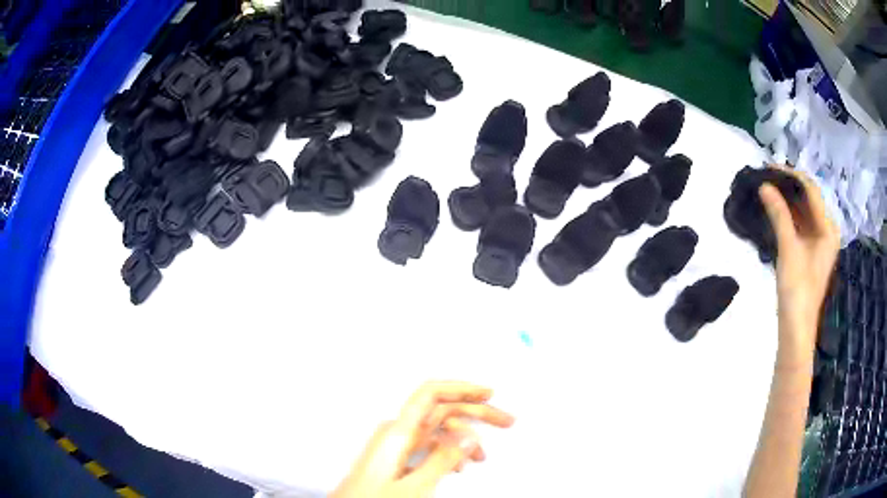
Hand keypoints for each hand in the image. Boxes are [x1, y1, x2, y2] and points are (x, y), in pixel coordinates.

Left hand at [332, 381, 514, 497]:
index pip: (430, 394)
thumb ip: (443, 460)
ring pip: (437, 430)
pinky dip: (449, 450)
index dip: (461, 387)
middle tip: (506, 421)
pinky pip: (428, 444)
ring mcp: (395, 444)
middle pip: (441, 410)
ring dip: (464, 438)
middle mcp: (396, 432)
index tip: (488, 393)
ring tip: (482, 457)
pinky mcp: (396, 457)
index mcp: (398, 432)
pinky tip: (458, 465)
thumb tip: (469, 436)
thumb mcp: (415, 486)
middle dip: (475, 413)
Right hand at [758, 166, 839, 366]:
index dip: (791, 175)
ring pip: (803, 211)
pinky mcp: (810, 252)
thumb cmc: (797, 290)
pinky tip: (774, 209)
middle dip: (788, 187)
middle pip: (808, 199)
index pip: (811, 190)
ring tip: (767, 189)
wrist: (796, 328)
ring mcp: (819, 242)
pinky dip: (788, 215)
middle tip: (765, 177)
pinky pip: (800, 225)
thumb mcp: (789, 249)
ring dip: (787, 200)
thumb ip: (779, 214)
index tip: (769, 167)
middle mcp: (827, 231)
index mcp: (828, 229)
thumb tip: (764, 185)